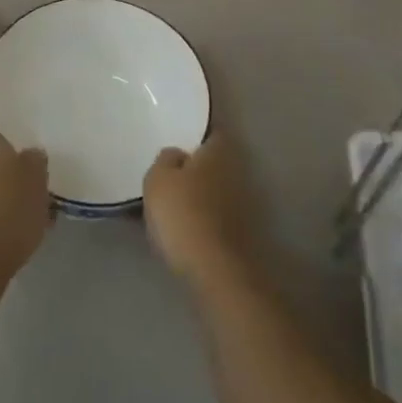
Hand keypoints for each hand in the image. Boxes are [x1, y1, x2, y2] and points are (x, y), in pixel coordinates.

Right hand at [143, 130, 254, 291]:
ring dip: (200, 193)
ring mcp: (243, 204)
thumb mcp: (158, 178)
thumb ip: (166, 159)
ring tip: (174, 202)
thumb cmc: (183, 213)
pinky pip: (216, 214)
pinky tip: (185, 226)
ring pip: (216, 189)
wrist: (214, 269)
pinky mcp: (241, 232)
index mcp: (219, 151)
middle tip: (171, 172)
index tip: (179, 141)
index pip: (211, 133)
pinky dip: (204, 216)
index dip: (196, 136)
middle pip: (214, 162)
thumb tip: (177, 155)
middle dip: (197, 166)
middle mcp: (237, 171)